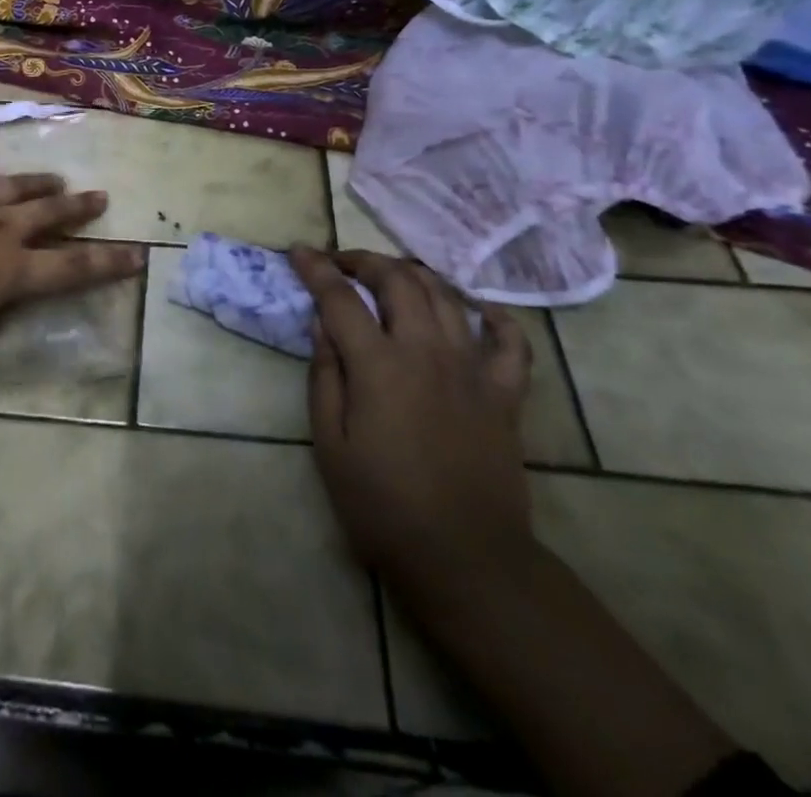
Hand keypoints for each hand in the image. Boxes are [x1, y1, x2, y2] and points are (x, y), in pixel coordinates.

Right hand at [292, 247, 535, 601]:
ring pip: (446, 296)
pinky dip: (494, 316)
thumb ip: (325, 376)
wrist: (465, 560)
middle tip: (341, 263)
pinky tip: (475, 309)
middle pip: (397, 280)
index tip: (299, 251)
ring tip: (391, 278)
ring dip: (414, 275)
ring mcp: (472, 369)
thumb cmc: (383, 506)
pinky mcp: (504, 393)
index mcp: (379, 366)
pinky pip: (510, 341)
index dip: (316, 269)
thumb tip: (322, 324)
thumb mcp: (330, 444)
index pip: (340, 297)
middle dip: (364, 260)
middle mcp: (427, 351)